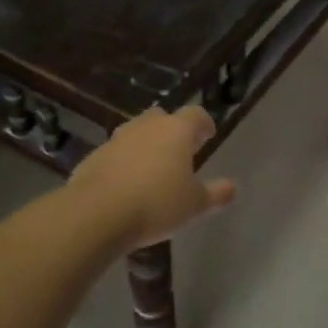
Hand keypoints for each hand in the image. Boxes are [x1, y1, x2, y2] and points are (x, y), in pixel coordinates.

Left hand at [70, 105, 236, 252]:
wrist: (98, 212)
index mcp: (176, 130)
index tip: (207, 135)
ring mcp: (117, 139)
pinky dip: (124, 162)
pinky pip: (116, 153)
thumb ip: (216, 194)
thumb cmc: (157, 204)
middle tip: (179, 151)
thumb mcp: (195, 205)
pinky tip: (126, 184)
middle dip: (171, 130)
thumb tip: (232, 187)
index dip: (203, 124)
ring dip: (146, 145)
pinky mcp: (95, 155)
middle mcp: (146, 126)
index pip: (196, 114)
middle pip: (162, 118)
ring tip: (152, 169)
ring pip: (136, 133)